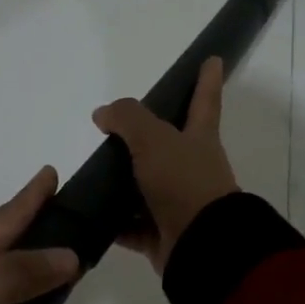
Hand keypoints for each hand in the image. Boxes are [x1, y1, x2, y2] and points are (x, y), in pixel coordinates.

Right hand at [92, 57, 240, 274]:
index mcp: (199, 139)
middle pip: (169, 145)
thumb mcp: (154, 139)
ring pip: (146, 187)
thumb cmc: (184, 182)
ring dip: (123, 183)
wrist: (200, 244)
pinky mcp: (162, 234)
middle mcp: (192, 168)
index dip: (208, 79)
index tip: (214, 59)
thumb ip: (128, 119)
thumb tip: (103, 114)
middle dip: (148, 137)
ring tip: (92, 173)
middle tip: (117, 129)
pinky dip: (114, 223)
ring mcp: (178, 202)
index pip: (205, 100)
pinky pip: (132, 226)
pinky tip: (90, 215)